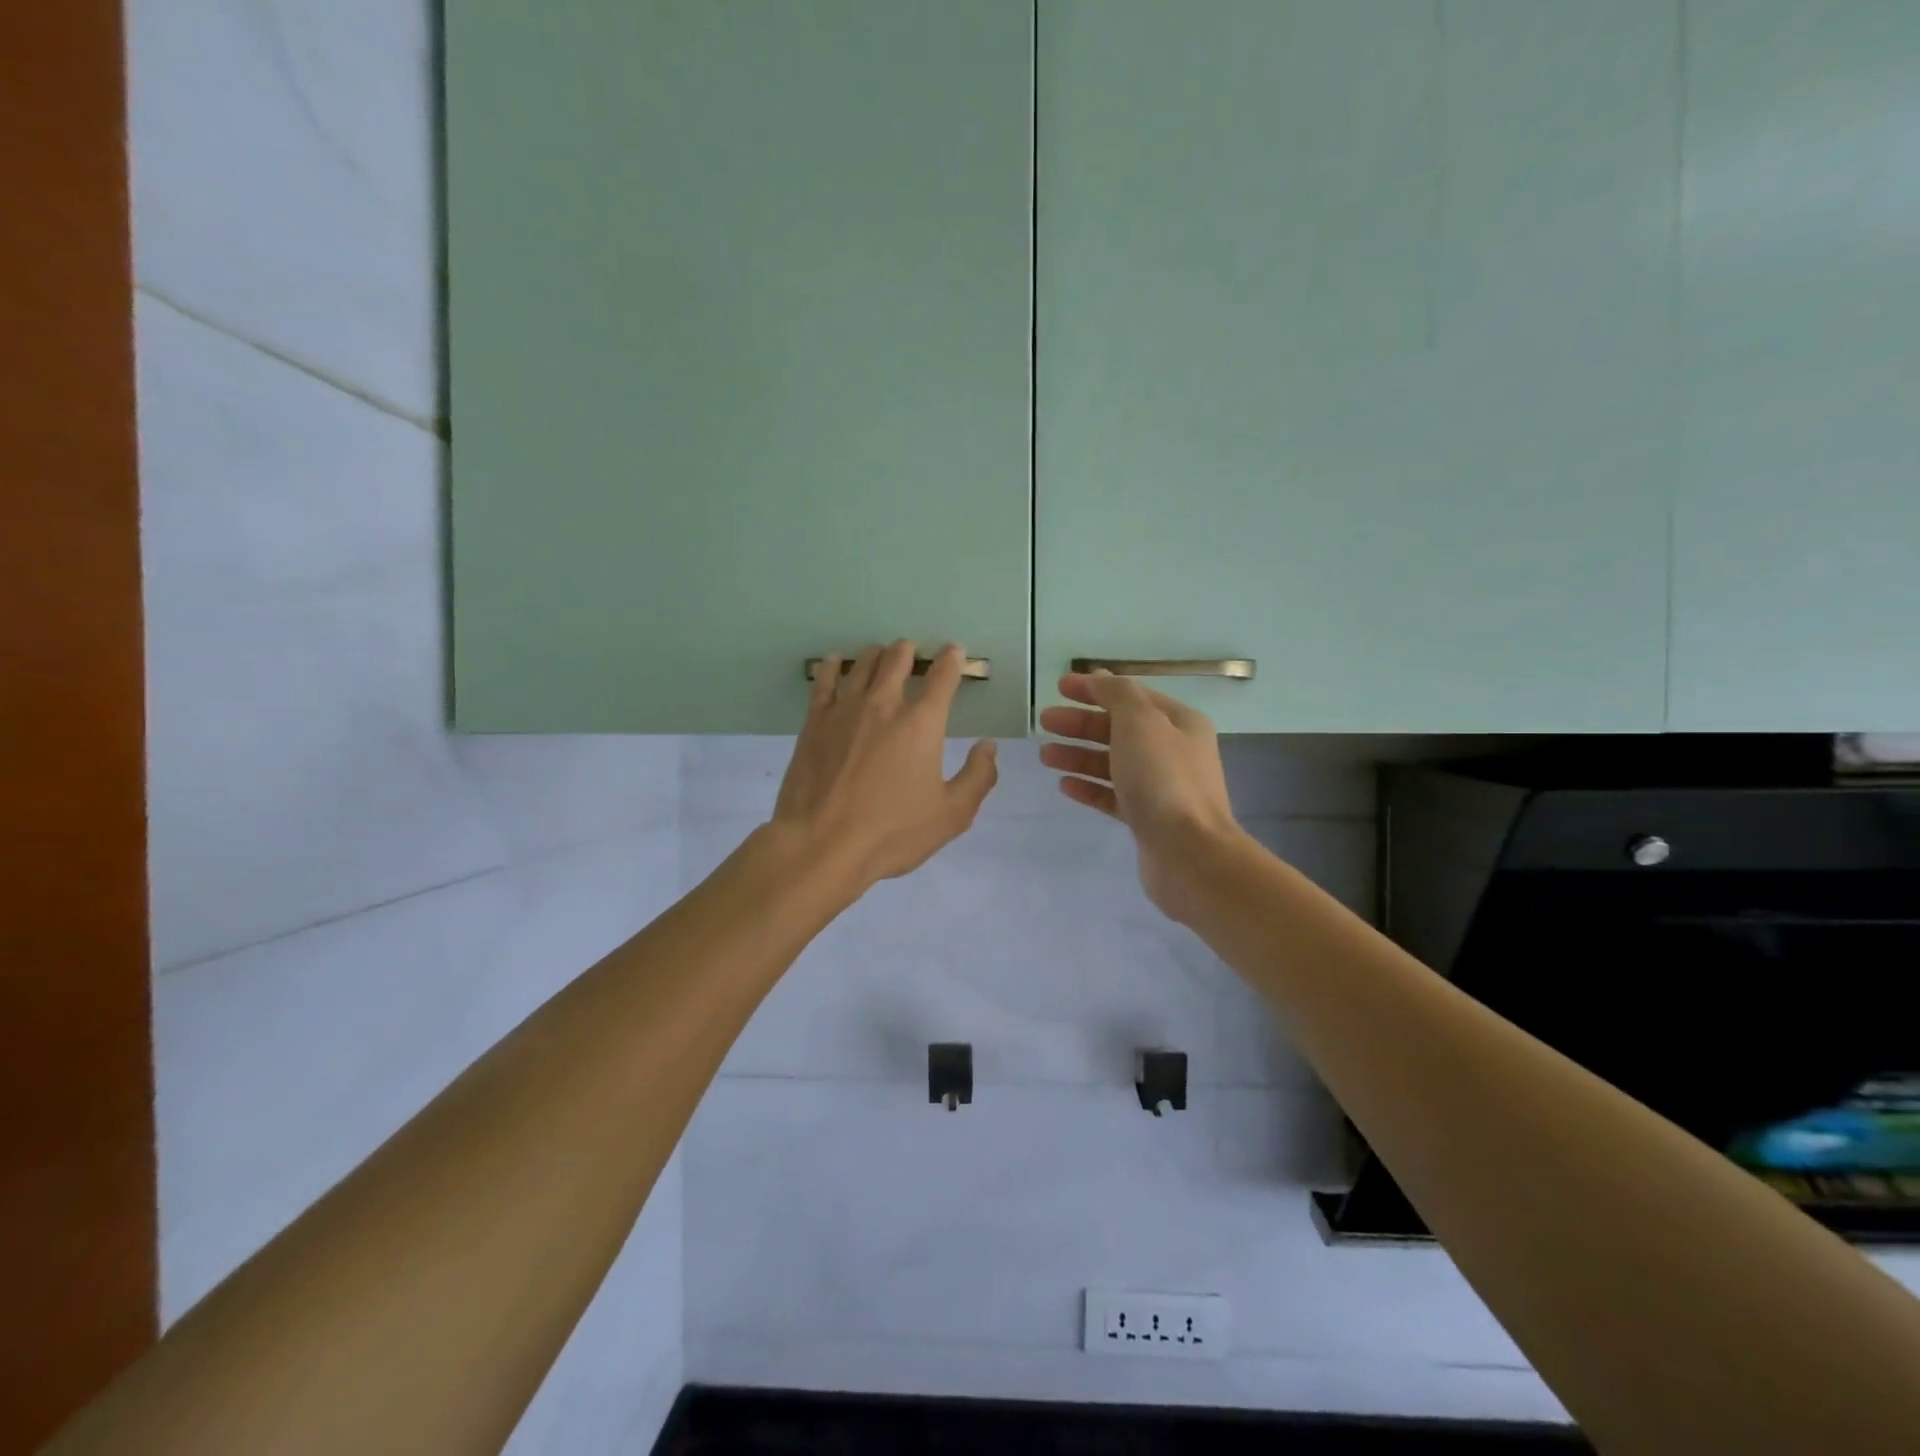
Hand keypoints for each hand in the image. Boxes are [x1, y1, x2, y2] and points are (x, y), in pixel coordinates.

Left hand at [772, 640, 998, 890]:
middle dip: (910, 651)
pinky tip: (836, 662)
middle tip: (913, 651)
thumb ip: (977, 777)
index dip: (952, 659)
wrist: (822, 844)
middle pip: (898, 659)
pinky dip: (833, 666)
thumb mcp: (951, 815)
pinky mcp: (814, 722)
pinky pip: (824, 681)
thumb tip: (988, 746)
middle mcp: (884, 704)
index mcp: (922, 724)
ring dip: (877, 654)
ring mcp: (845, 710)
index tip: (955, 652)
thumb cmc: (892, 832)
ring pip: (863, 664)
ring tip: (881, 654)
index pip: (943, 677)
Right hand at [1038, 672, 1244, 923]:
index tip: (1059, 687)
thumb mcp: (1139, 722)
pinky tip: (1065, 785)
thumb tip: (1100, 677)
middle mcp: (1173, 751)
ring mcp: (1161, 787)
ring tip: (1045, 756)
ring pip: (1112, 763)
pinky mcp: (1147, 819)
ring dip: (1079, 755)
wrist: (1188, 853)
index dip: (1095, 688)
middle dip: (1080, 723)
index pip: (1131, 695)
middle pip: (1119, 729)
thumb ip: (1117, 694)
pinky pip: (1113, 796)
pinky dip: (1089, 787)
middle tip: (1045, 722)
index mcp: (1178, 722)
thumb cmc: (1163, 779)